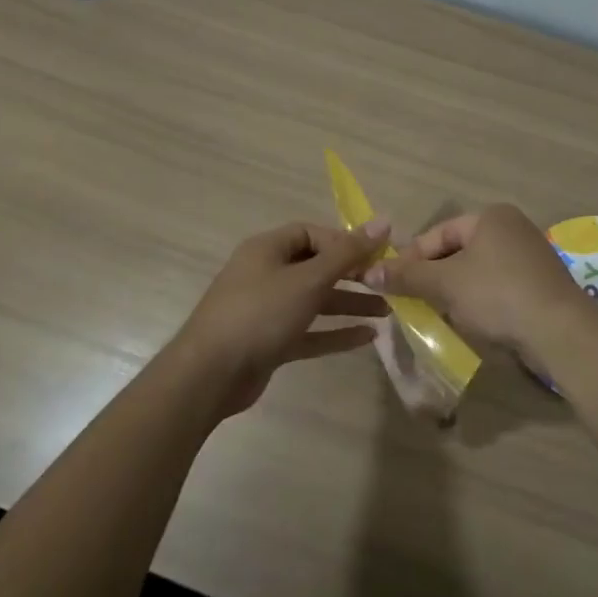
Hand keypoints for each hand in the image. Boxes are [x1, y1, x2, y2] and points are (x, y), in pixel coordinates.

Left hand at [172, 218, 392, 414]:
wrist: (210, 375)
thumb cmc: (260, 314)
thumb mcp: (308, 279)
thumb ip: (347, 253)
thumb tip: (384, 221)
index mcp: (267, 249)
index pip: (312, 234)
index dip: (344, 242)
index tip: (376, 255)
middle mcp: (266, 274)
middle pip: (316, 267)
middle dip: (352, 275)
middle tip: (387, 283)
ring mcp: (267, 310)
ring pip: (315, 301)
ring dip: (349, 304)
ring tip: (387, 310)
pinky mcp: (270, 342)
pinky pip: (309, 331)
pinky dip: (335, 333)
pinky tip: (367, 337)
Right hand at [363, 204, 588, 364]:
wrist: (560, 330)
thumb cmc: (497, 294)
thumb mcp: (445, 284)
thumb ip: (407, 276)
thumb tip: (368, 272)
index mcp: (490, 216)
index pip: (438, 233)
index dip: (411, 258)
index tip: (392, 283)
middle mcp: (512, 227)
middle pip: (458, 250)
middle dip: (434, 276)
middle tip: (413, 300)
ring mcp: (530, 255)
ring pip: (477, 270)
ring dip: (455, 290)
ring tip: (438, 313)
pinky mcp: (540, 283)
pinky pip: (498, 285)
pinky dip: (480, 300)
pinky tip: (472, 320)